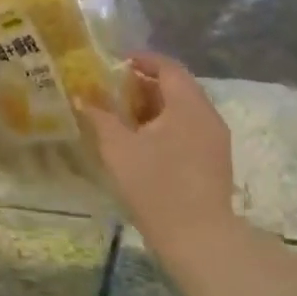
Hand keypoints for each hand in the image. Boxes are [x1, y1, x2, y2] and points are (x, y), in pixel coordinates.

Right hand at [78, 52, 237, 258]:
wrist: (197, 235)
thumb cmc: (155, 185)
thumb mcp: (118, 149)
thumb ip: (100, 118)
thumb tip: (82, 97)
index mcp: (188, 105)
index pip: (169, 68)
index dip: (143, 60)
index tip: (117, 62)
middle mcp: (207, 116)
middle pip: (178, 88)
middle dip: (145, 85)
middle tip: (114, 90)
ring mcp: (215, 140)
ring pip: (184, 111)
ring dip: (155, 107)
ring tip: (124, 117)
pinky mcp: (214, 161)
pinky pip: (189, 130)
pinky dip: (166, 126)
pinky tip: (143, 143)